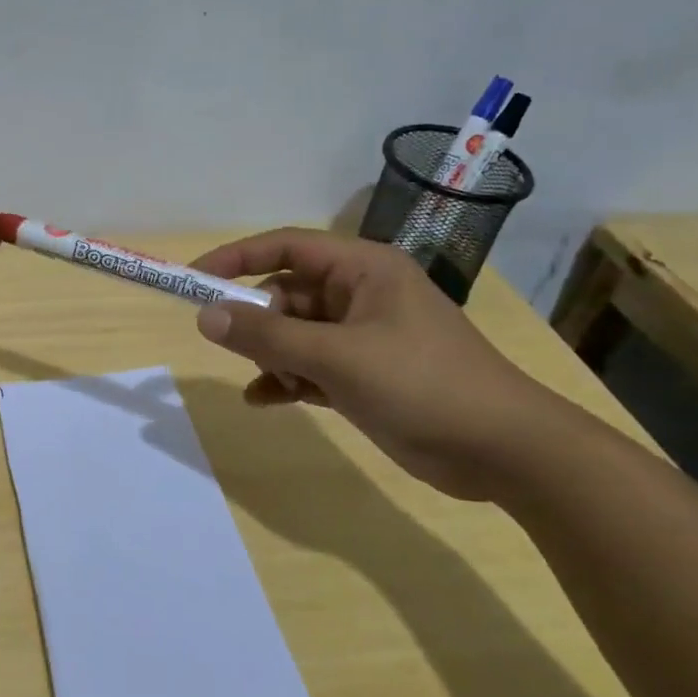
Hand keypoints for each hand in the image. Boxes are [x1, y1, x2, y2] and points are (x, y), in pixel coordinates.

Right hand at [191, 229, 571, 500]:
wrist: (503, 450)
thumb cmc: (422, 384)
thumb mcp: (337, 357)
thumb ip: (268, 336)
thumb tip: (205, 316)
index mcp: (363, 270)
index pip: (286, 246)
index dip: (237, 257)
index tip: (194, 279)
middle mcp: (360, 294)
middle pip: (287, 293)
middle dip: (257, 319)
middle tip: (227, 344)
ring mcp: (363, 336)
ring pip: (295, 333)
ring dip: (271, 355)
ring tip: (262, 381)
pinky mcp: (365, 374)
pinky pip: (310, 365)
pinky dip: (286, 379)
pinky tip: (266, 400)